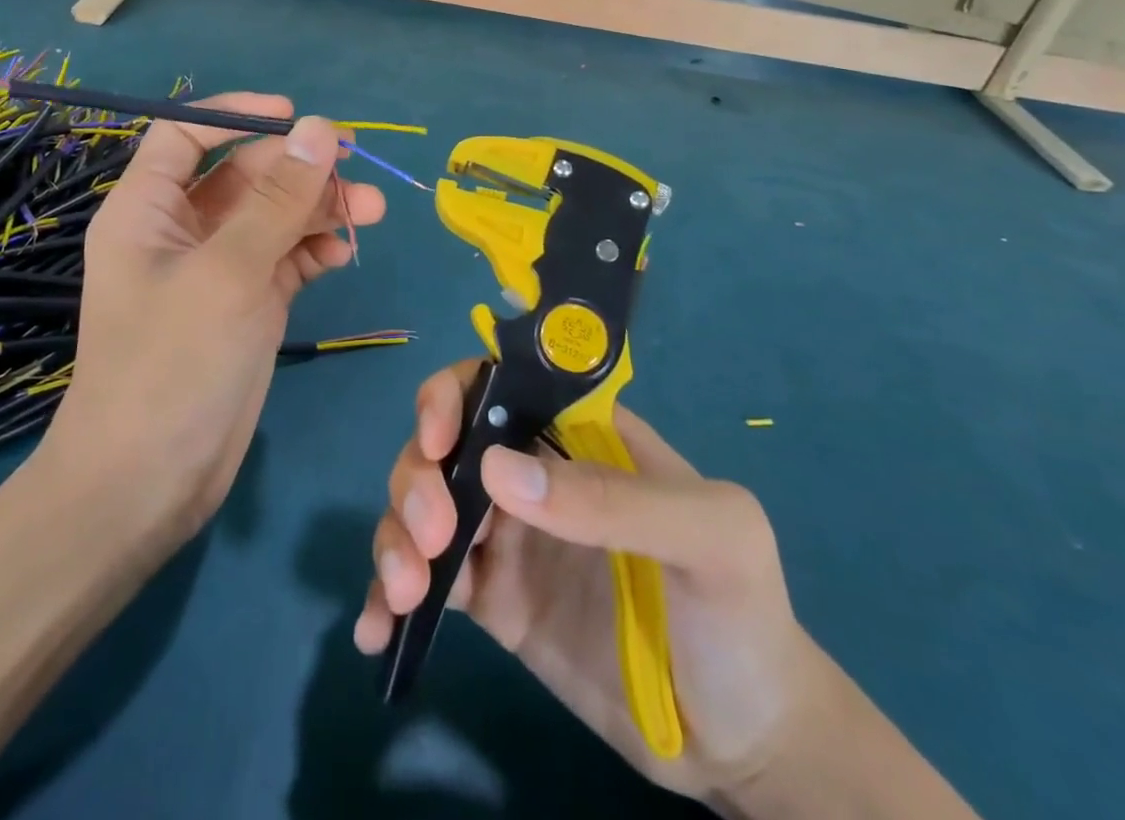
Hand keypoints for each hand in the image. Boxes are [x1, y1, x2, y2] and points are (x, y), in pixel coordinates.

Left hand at [36, 94, 384, 545]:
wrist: (149, 485)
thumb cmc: (172, 363)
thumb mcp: (228, 271)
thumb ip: (278, 199)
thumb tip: (321, 128)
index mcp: (148, 209)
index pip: (186, 134)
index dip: (236, 115)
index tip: (296, 117)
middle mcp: (181, 231)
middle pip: (244, 174)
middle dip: (300, 170)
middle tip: (357, 170)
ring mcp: (217, 269)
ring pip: (273, 217)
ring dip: (319, 209)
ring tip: (373, 212)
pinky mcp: (247, 303)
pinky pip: (285, 257)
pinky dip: (314, 249)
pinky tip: (342, 254)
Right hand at [353, 361, 824, 808]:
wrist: (746, 742)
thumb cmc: (742, 615)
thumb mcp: (712, 538)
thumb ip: (617, 499)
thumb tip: (498, 471)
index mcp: (579, 435)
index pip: (500, 383)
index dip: (455, 395)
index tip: (438, 440)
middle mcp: (534, 473)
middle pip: (446, 441)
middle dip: (418, 474)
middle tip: (433, 534)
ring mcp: (508, 536)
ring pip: (424, 503)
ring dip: (395, 531)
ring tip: (404, 591)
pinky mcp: (494, 600)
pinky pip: (429, 579)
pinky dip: (389, 593)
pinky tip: (378, 628)